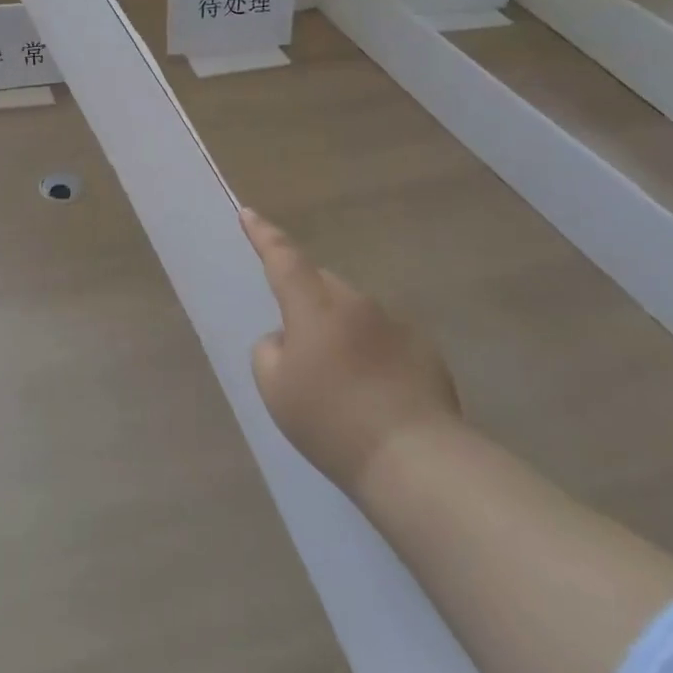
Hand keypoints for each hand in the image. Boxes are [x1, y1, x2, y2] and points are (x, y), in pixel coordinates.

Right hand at [241, 208, 460, 494]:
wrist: (415, 460)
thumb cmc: (332, 422)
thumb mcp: (274, 388)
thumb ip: (269, 350)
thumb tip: (287, 338)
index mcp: (313, 306)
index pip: (282, 257)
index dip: (263, 235)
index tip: (248, 213)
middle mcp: (355, 302)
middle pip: (321, 284)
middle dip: (306, 299)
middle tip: (299, 340)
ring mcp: (394, 324)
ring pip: (354, 312)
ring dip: (341, 330)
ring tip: (341, 380)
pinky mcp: (424, 349)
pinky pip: (385, 338)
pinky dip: (372, 353)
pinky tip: (375, 394)